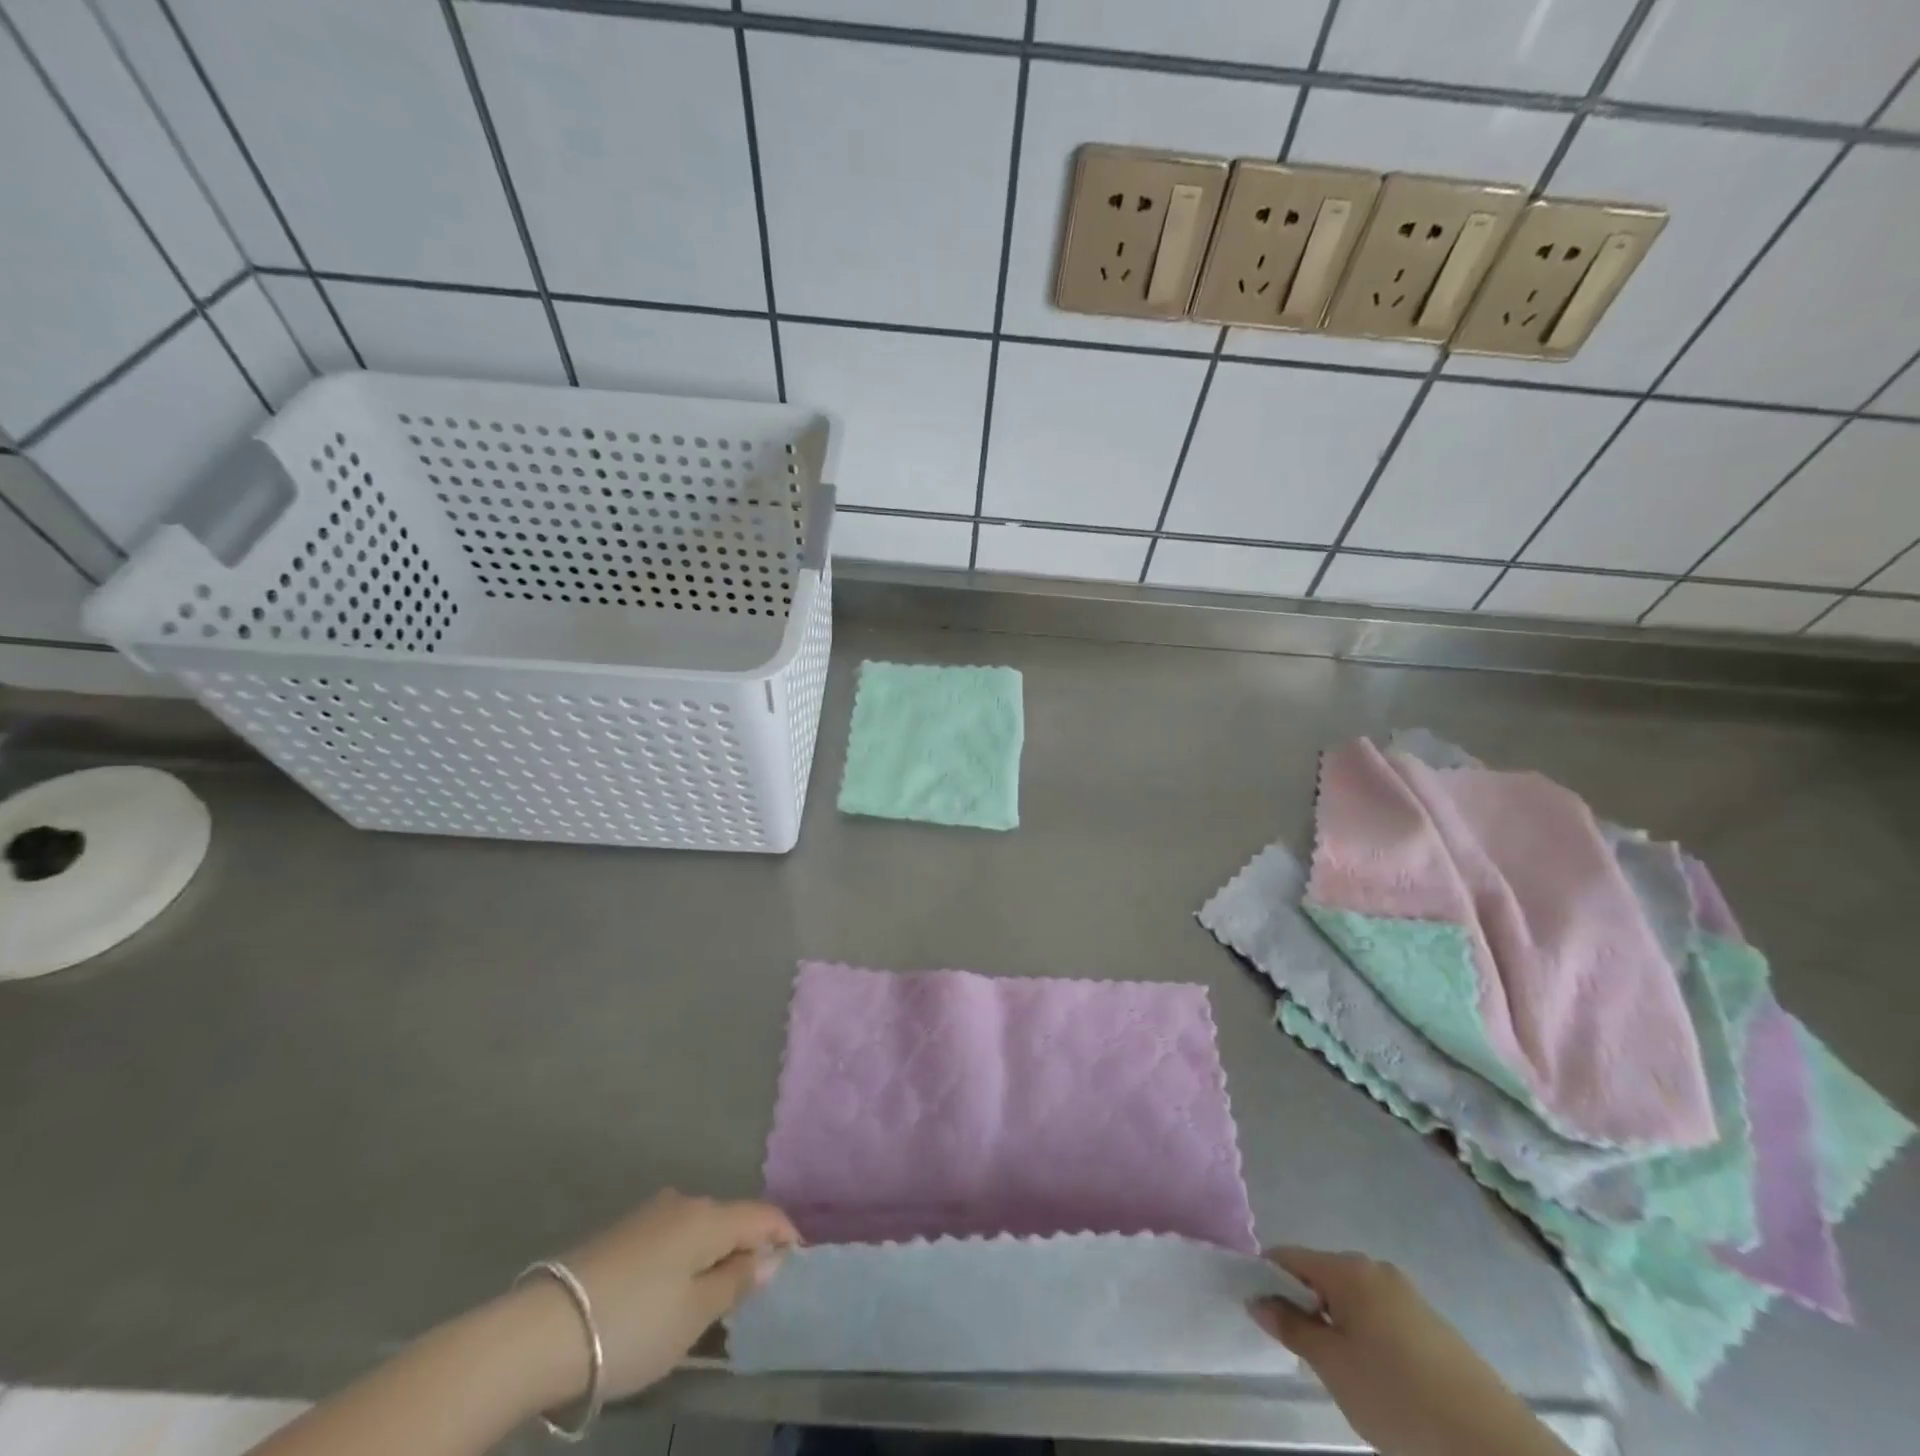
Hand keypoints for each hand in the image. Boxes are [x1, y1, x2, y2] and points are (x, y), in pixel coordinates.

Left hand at [548, 1191, 799, 1403]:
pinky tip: (673, 1290)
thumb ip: (737, 1282)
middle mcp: (684, 1202)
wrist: (543, 1331)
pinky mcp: (622, 1232)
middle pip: (730, 1218)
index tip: (798, 1262)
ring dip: (714, 1254)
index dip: (785, 1235)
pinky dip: (685, 1258)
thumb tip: (769, 1257)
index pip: (763, 1215)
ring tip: (714, 1296)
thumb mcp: (695, 1315)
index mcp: (710, 1216)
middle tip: (754, 1291)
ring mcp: (650, 1214)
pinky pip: (672, 1237)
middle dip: (748, 1247)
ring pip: (699, 1229)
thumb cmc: (633, 1324)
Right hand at [1249, 1248, 1571, 1455]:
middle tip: (1302, 1352)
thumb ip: (1291, 1327)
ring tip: (1342, 1373)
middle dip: (1305, 1306)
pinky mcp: (1433, 1327)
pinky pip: (1382, 1319)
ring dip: (1337, 1325)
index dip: (1267, 1278)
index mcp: (1347, 1268)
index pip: (1289, 1257)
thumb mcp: (1332, 1365)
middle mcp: (1376, 1269)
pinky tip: (1379, 1380)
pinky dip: (1367, 1338)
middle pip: (1322, 1276)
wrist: (1493, 1446)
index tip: (1258, 1311)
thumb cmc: (1398, 1396)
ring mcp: (1409, 1297)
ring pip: (1353, 1301)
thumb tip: (1257, 1298)